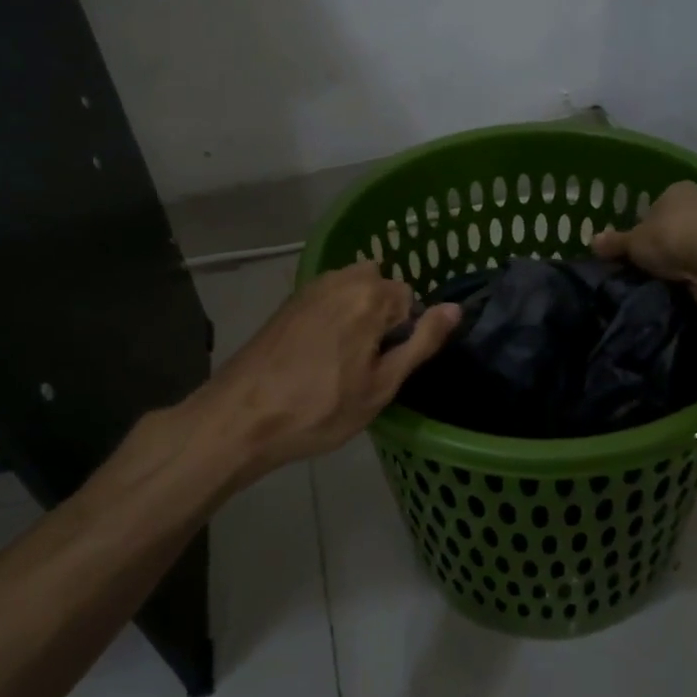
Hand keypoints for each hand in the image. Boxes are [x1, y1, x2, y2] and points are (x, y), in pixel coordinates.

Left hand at [192, 262, 460, 477]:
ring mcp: (310, 288)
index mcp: (370, 295)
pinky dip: (332, 319)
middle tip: (364, 366)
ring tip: (341, 362)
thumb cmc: (320, 408)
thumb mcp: (382, 385)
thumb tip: (454, 307)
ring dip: (357, 318)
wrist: (241, 417)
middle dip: (381, 319)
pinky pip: (327, 300)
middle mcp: (341, 279)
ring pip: (353, 292)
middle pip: (381, 289)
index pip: (410, 300)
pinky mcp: (288, 302)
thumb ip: (422, 342)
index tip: (384, 367)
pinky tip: (316, 356)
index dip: (403, 335)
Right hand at [592, 182, 696, 299]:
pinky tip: (680, 291)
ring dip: (677, 267)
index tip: (631, 251)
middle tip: (641, 271)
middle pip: (673, 229)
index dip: (641, 229)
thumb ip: (615, 243)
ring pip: (689, 250)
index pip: (654, 208)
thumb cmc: (672, 238)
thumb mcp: (634, 242)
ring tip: (657, 285)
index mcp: (678, 190)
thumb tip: (592, 241)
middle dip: (660, 250)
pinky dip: (693, 279)